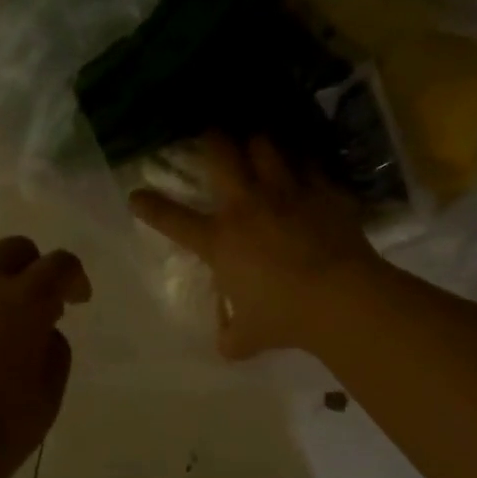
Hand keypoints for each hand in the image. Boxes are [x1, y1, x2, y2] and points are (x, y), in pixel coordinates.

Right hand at [129, 133, 378, 359]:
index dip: (150, 207)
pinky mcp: (324, 191)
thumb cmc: (284, 317)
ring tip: (259, 141)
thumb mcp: (248, 338)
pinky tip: (306, 163)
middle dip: (212, 139)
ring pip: (267, 146)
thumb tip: (226, 345)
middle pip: (222, 154)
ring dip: (260, 142)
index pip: (174, 219)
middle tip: (210, 132)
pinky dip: (305, 161)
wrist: (340, 298)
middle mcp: (248, 206)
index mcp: (220, 240)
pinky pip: (311, 164)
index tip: (136, 196)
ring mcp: (287, 193)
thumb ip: (232, 337)